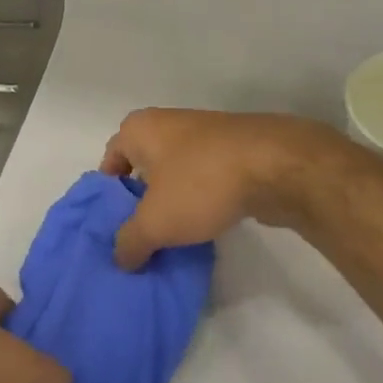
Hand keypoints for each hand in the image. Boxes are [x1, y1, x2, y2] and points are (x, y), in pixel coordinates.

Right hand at [98, 108, 345, 269]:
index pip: (110, 159)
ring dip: (173, 203)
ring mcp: (206, 136)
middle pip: (144, 167)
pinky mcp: (235, 152)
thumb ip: (130, 242)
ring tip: (170, 239)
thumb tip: (121, 258)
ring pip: (176, 174)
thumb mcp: (155, 222)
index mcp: (141, 128)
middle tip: (139, 237)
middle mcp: (169, 124)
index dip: (108, 194)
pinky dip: (201, 201)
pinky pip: (205, 179)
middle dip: (141, 202)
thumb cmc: (201, 183)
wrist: (275, 166)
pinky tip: (204, 228)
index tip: (113, 225)